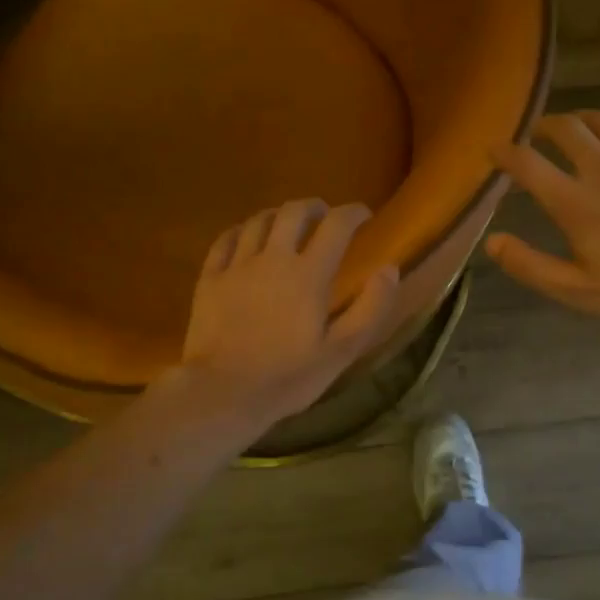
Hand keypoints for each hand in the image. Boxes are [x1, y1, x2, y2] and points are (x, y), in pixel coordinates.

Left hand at [176, 199, 399, 428]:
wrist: (222, 393)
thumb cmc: (288, 377)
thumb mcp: (342, 351)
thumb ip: (371, 307)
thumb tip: (390, 269)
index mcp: (309, 273)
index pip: (337, 225)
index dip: (353, 213)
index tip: (364, 216)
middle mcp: (273, 258)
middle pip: (294, 212)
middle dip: (314, 206)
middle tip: (324, 216)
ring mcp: (237, 265)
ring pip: (259, 221)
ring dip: (278, 215)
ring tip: (286, 224)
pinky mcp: (210, 279)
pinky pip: (225, 240)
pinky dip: (242, 231)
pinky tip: (246, 238)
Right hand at [487, 111, 599, 326]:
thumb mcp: (577, 290)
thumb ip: (530, 265)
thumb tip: (492, 241)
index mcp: (576, 202)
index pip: (528, 164)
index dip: (504, 153)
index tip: (494, 150)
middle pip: (566, 128)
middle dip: (544, 125)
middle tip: (537, 133)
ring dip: (581, 119)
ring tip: (574, 127)